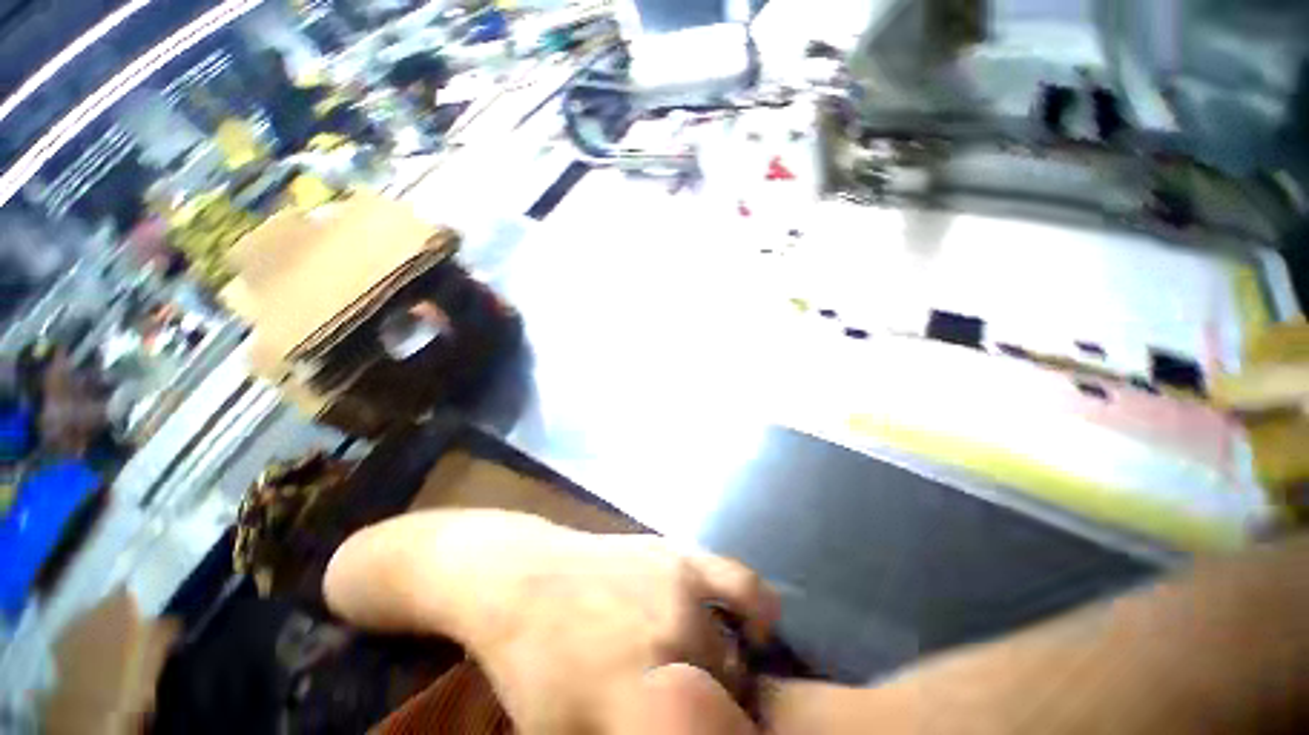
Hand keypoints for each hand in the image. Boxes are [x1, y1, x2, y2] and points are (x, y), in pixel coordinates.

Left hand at [324, 511, 778, 733]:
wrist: (522, 576)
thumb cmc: (532, 663)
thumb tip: (670, 733)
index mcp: (642, 698)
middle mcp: (675, 640)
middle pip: (727, 699)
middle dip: (717, 717)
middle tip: (690, 716)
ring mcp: (682, 586)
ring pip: (734, 652)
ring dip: (728, 675)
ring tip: (710, 680)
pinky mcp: (681, 551)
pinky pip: (741, 582)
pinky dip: (757, 609)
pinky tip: (752, 625)